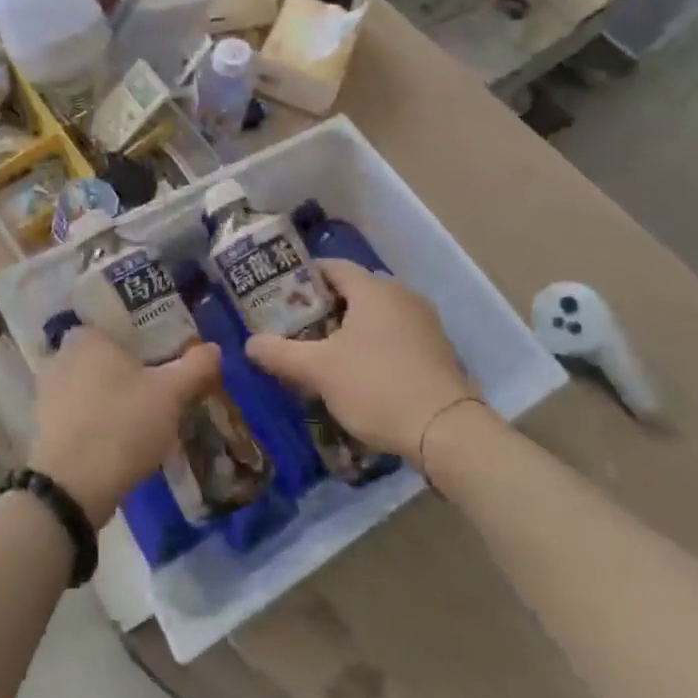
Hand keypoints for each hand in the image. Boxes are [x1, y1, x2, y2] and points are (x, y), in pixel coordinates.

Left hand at [31, 327, 223, 525]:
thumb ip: (196, 366)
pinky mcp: (45, 428)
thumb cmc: (122, 424)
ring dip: (115, 400)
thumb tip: (213, 349)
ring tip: (146, 418)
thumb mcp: (171, 393)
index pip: (119, 325)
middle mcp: (60, 357)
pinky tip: (122, 441)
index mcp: (86, 337)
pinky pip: (81, 415)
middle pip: (107, 358)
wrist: (73, 487)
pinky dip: (99, 423)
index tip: (167, 357)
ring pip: (93, 388)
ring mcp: (48, 394)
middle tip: (162, 388)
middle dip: (131, 372)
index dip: (146, 340)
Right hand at [246, 259, 478, 460]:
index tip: (281, 297)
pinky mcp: (437, 349)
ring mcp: (424, 321)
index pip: (332, 266)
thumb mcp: (319, 370)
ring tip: (324, 352)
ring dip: (350, 327)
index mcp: (373, 288)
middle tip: (297, 328)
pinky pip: (395, 334)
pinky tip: (360, 371)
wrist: (446, 431)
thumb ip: (281, 354)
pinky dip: (374, 343)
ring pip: (376, 313)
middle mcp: (401, 295)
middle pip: (354, 289)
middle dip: (324, 306)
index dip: (304, 278)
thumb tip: (250, 344)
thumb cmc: (376, 386)